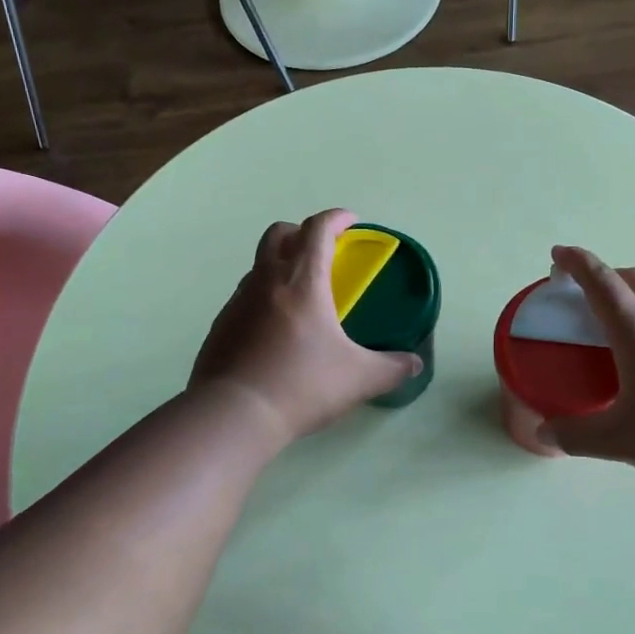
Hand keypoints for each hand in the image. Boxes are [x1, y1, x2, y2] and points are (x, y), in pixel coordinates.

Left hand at [192, 209, 420, 444]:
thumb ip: (391, 368)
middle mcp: (266, 281)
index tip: (351, 221)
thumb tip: (414, 364)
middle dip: (301, 233)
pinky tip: (274, 332)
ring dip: (279, 267)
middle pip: (278, 234)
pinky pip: (244, 299)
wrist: (233, 415)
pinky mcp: (220, 326)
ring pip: (258, 266)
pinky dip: (262, 300)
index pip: (317, 229)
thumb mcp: (359, 379)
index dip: (336, 218)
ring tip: (300, 297)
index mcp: (302, 281)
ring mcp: (237, 302)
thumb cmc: (301, 386)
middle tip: (322, 252)